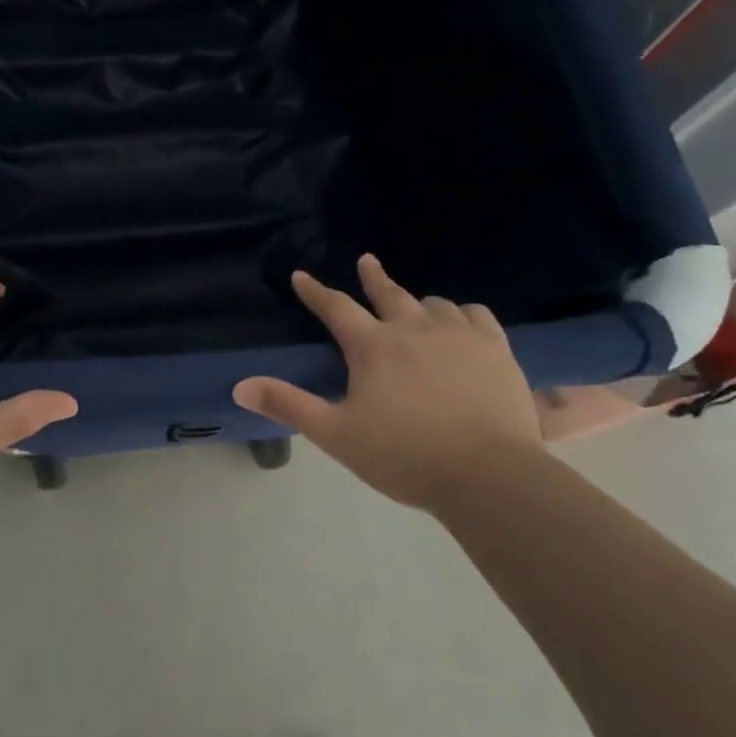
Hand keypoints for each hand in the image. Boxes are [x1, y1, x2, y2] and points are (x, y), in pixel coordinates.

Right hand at [232, 254, 543, 512]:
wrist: (488, 475)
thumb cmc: (405, 456)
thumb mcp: (336, 435)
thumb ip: (289, 406)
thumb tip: (239, 386)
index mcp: (373, 346)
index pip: (336, 308)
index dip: (315, 292)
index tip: (301, 276)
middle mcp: (414, 329)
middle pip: (389, 293)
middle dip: (373, 276)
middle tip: (366, 261)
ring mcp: (459, 335)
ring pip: (435, 304)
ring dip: (420, 302)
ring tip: (418, 305)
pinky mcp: (496, 349)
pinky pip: (478, 316)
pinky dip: (465, 315)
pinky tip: (466, 321)